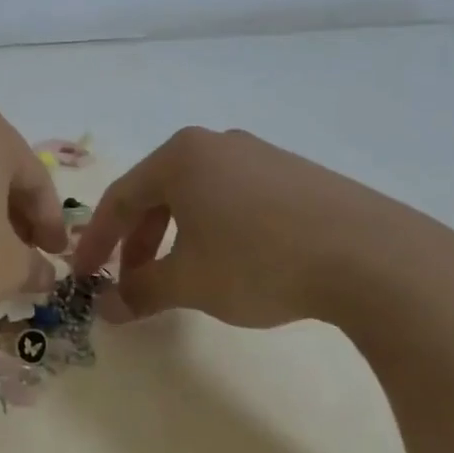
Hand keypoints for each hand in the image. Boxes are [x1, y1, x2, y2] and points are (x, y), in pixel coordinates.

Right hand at [70, 127, 453, 328]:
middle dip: (137, 242)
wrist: (370, 256)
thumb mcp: (189, 282)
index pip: (120, 198)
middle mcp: (217, 145)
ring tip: (179, 276)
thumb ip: (140, 292)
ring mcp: (262, 156)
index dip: (97, 241)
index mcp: (180, 157)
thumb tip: (107, 308)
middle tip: (130, 281)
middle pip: (158, 194)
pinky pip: (236, 199)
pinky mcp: (297, 176)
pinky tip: (231, 263)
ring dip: (175, 238)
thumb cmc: (258, 260)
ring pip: (198, 197)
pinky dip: (215, 231)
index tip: (83, 276)